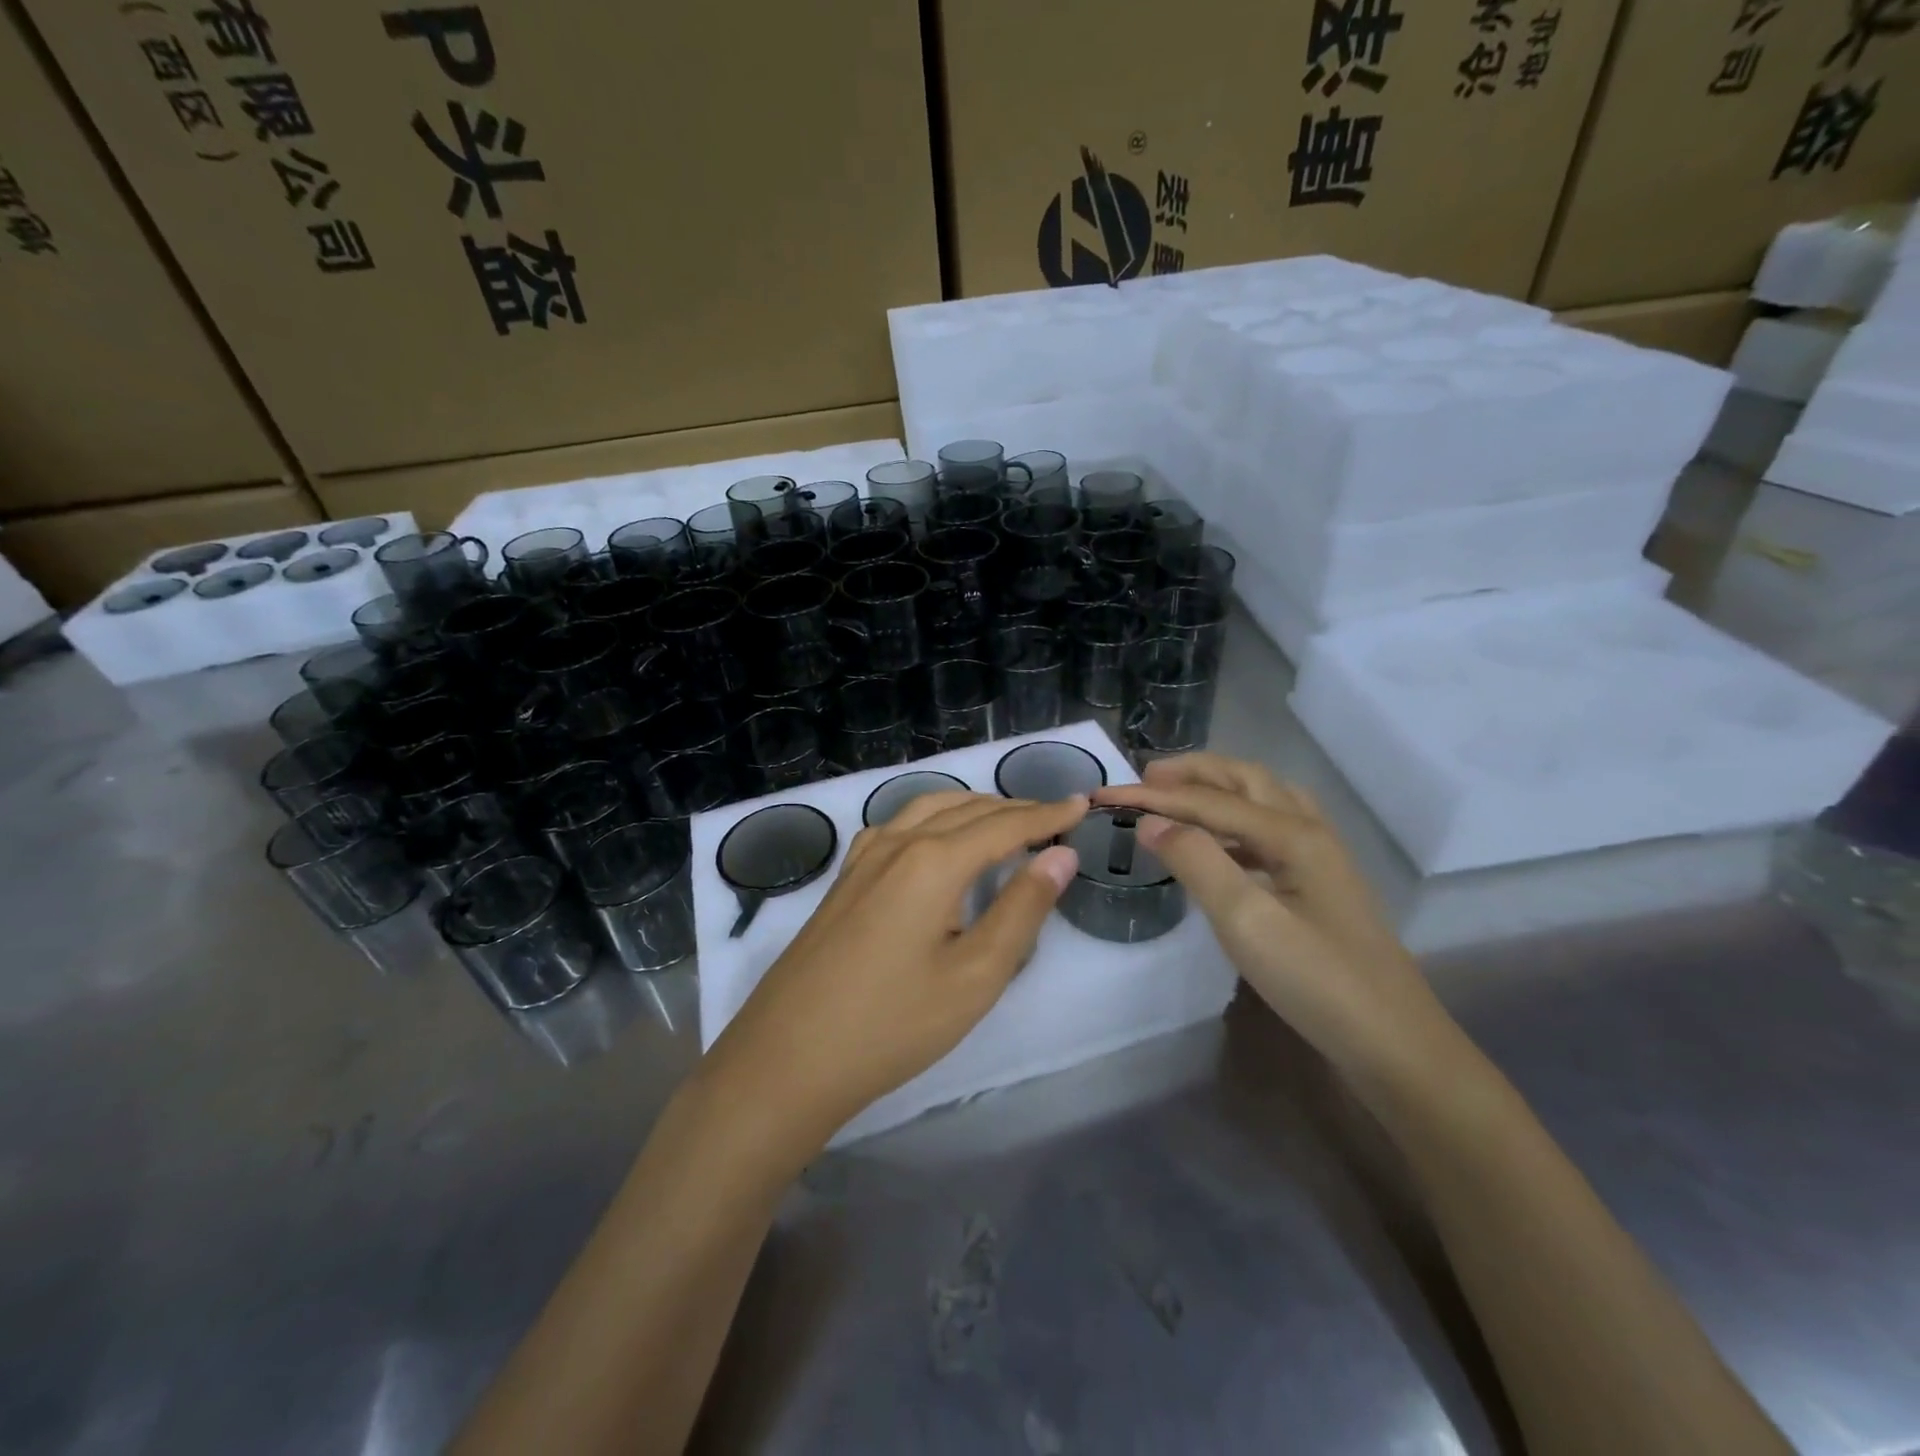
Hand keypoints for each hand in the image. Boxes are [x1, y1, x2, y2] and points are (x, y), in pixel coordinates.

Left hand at [706, 791, 1087, 1146]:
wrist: (787, 1058)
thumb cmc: (892, 1025)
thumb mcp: (974, 977)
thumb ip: (1022, 910)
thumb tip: (1060, 855)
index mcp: (933, 862)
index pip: (1003, 825)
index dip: (1047, 814)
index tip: (1082, 804)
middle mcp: (897, 843)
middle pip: (966, 809)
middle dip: (1014, 808)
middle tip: (1054, 816)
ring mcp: (863, 858)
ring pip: (928, 809)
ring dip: (972, 807)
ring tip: (1005, 820)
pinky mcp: (844, 878)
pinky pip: (897, 826)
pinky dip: (932, 817)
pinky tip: (935, 838)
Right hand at [1093, 755, 1455, 1095]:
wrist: (1394, 1045)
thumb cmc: (1317, 981)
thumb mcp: (1247, 921)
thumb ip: (1197, 862)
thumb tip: (1152, 821)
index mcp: (1293, 834)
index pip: (1209, 800)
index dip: (1154, 795)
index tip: (1104, 795)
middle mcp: (1310, 832)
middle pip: (1246, 779)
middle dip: (1193, 771)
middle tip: (1145, 778)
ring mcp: (1320, 859)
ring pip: (1263, 800)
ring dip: (1217, 790)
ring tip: (1176, 798)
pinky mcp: (1320, 886)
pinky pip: (1270, 831)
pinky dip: (1234, 822)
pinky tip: (1218, 846)